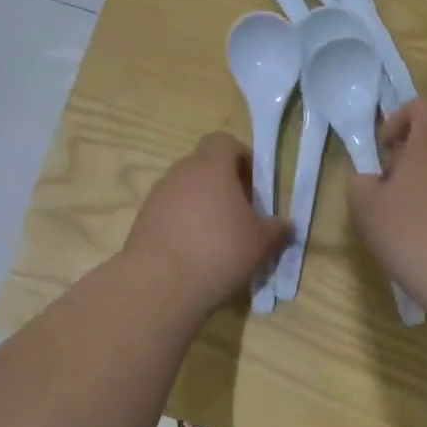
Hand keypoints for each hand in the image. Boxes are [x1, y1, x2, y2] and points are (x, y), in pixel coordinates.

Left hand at [123, 133, 290, 313]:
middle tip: (240, 216)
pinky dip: (182, 227)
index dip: (241, 158)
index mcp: (211, 167)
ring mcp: (156, 196)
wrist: (159, 284)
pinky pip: (168, 215)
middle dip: (223, 186)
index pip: (224, 142)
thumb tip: (284, 225)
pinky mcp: (142, 221)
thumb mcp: (261, 243)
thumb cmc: (219, 251)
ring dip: (201, 208)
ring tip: (216, 241)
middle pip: (204, 167)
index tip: (253, 186)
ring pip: (185, 192)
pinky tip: (193, 255)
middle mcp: (180, 173)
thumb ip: (277, 229)